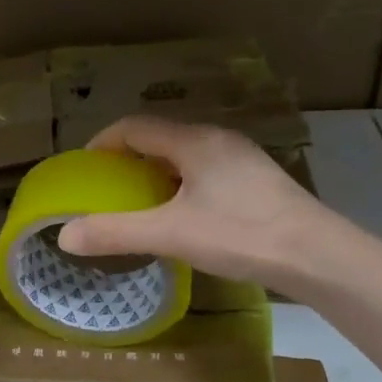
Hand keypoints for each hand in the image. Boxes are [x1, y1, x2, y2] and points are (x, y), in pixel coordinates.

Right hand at [56, 116, 348, 292]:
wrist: (318, 255)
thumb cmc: (240, 235)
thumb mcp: (170, 234)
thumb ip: (115, 233)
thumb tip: (64, 236)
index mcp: (194, 141)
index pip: (135, 126)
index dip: (103, 142)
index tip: (85, 168)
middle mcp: (218, 139)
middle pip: (160, 137)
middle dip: (128, 158)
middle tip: (108, 188)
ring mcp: (241, 158)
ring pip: (185, 155)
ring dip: (156, 172)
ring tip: (140, 202)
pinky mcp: (257, 179)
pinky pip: (205, 170)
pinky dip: (181, 183)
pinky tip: (183, 215)